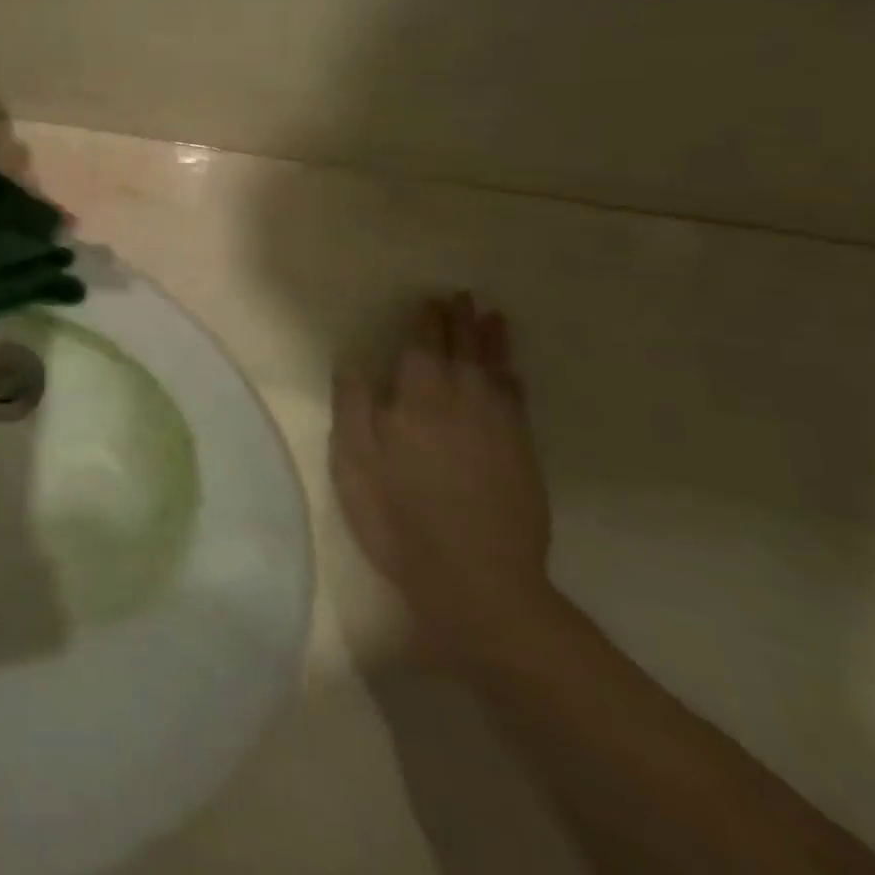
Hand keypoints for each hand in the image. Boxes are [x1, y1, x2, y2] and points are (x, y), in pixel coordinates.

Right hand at [330, 293, 557, 668]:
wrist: (477, 579)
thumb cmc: (399, 517)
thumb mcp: (355, 463)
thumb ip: (353, 407)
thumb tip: (352, 362)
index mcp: (417, 400)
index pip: (423, 348)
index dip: (426, 322)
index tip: (430, 299)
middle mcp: (461, 402)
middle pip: (462, 351)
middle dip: (461, 321)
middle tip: (464, 295)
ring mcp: (498, 428)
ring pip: (495, 370)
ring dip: (493, 341)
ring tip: (494, 317)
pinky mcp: (522, 454)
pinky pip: (517, 400)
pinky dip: (513, 377)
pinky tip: (511, 372)